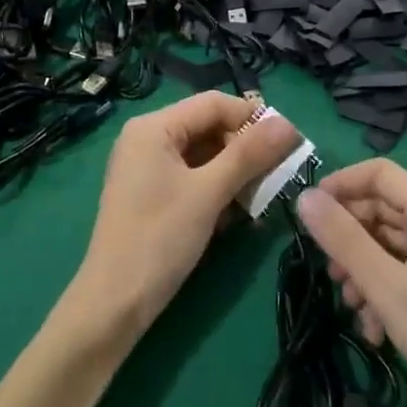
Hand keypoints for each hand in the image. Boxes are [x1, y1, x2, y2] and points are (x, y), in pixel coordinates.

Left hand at [67, 93, 298, 344]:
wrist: (115, 302)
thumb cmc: (160, 238)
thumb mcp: (209, 193)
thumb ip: (249, 155)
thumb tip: (289, 124)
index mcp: (154, 127)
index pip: (213, 103)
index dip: (254, 118)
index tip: (291, 143)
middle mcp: (147, 138)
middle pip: (208, 127)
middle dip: (245, 149)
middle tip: (279, 175)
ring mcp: (147, 167)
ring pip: (204, 155)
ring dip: (235, 173)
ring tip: (261, 198)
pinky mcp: (152, 193)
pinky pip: (192, 177)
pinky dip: (217, 189)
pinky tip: (237, 214)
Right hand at [297, 160, 406, 406]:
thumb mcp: (385, 287)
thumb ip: (343, 238)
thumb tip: (305, 198)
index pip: (381, 174)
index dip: (341, 185)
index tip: (311, 211)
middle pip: (386, 209)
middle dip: (351, 238)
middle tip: (328, 270)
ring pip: (394, 243)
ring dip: (365, 269)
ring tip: (350, 304)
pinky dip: (387, 288)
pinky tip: (374, 328)